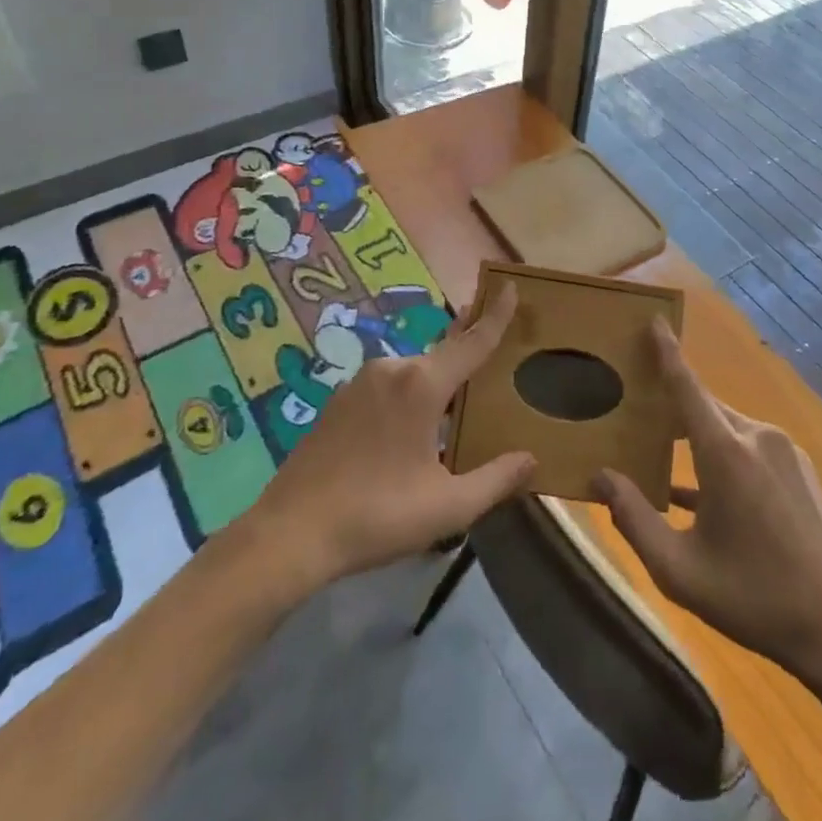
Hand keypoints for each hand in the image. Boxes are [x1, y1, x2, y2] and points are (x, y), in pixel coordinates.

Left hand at [246, 286, 535, 587]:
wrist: (290, 534)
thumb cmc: (376, 516)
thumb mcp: (447, 507)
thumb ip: (495, 480)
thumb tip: (531, 459)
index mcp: (422, 384)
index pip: (472, 342)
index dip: (496, 316)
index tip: (511, 287)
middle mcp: (393, 369)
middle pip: (443, 355)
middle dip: (467, 353)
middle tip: (491, 353)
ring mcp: (360, 382)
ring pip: (414, 373)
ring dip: (437, 384)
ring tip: (452, 412)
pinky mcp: (339, 400)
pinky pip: (388, 386)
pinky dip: (409, 396)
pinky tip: (408, 432)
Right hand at [595, 321, 821, 682]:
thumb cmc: (754, 597)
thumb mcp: (679, 570)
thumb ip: (633, 518)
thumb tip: (600, 477)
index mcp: (725, 452)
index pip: (687, 385)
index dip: (668, 351)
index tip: (655, 319)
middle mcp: (756, 437)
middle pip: (703, 407)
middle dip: (671, 407)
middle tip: (636, 414)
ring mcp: (784, 451)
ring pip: (726, 428)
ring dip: (697, 439)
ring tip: (665, 459)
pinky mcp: (799, 469)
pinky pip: (749, 447)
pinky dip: (723, 457)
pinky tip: (706, 494)